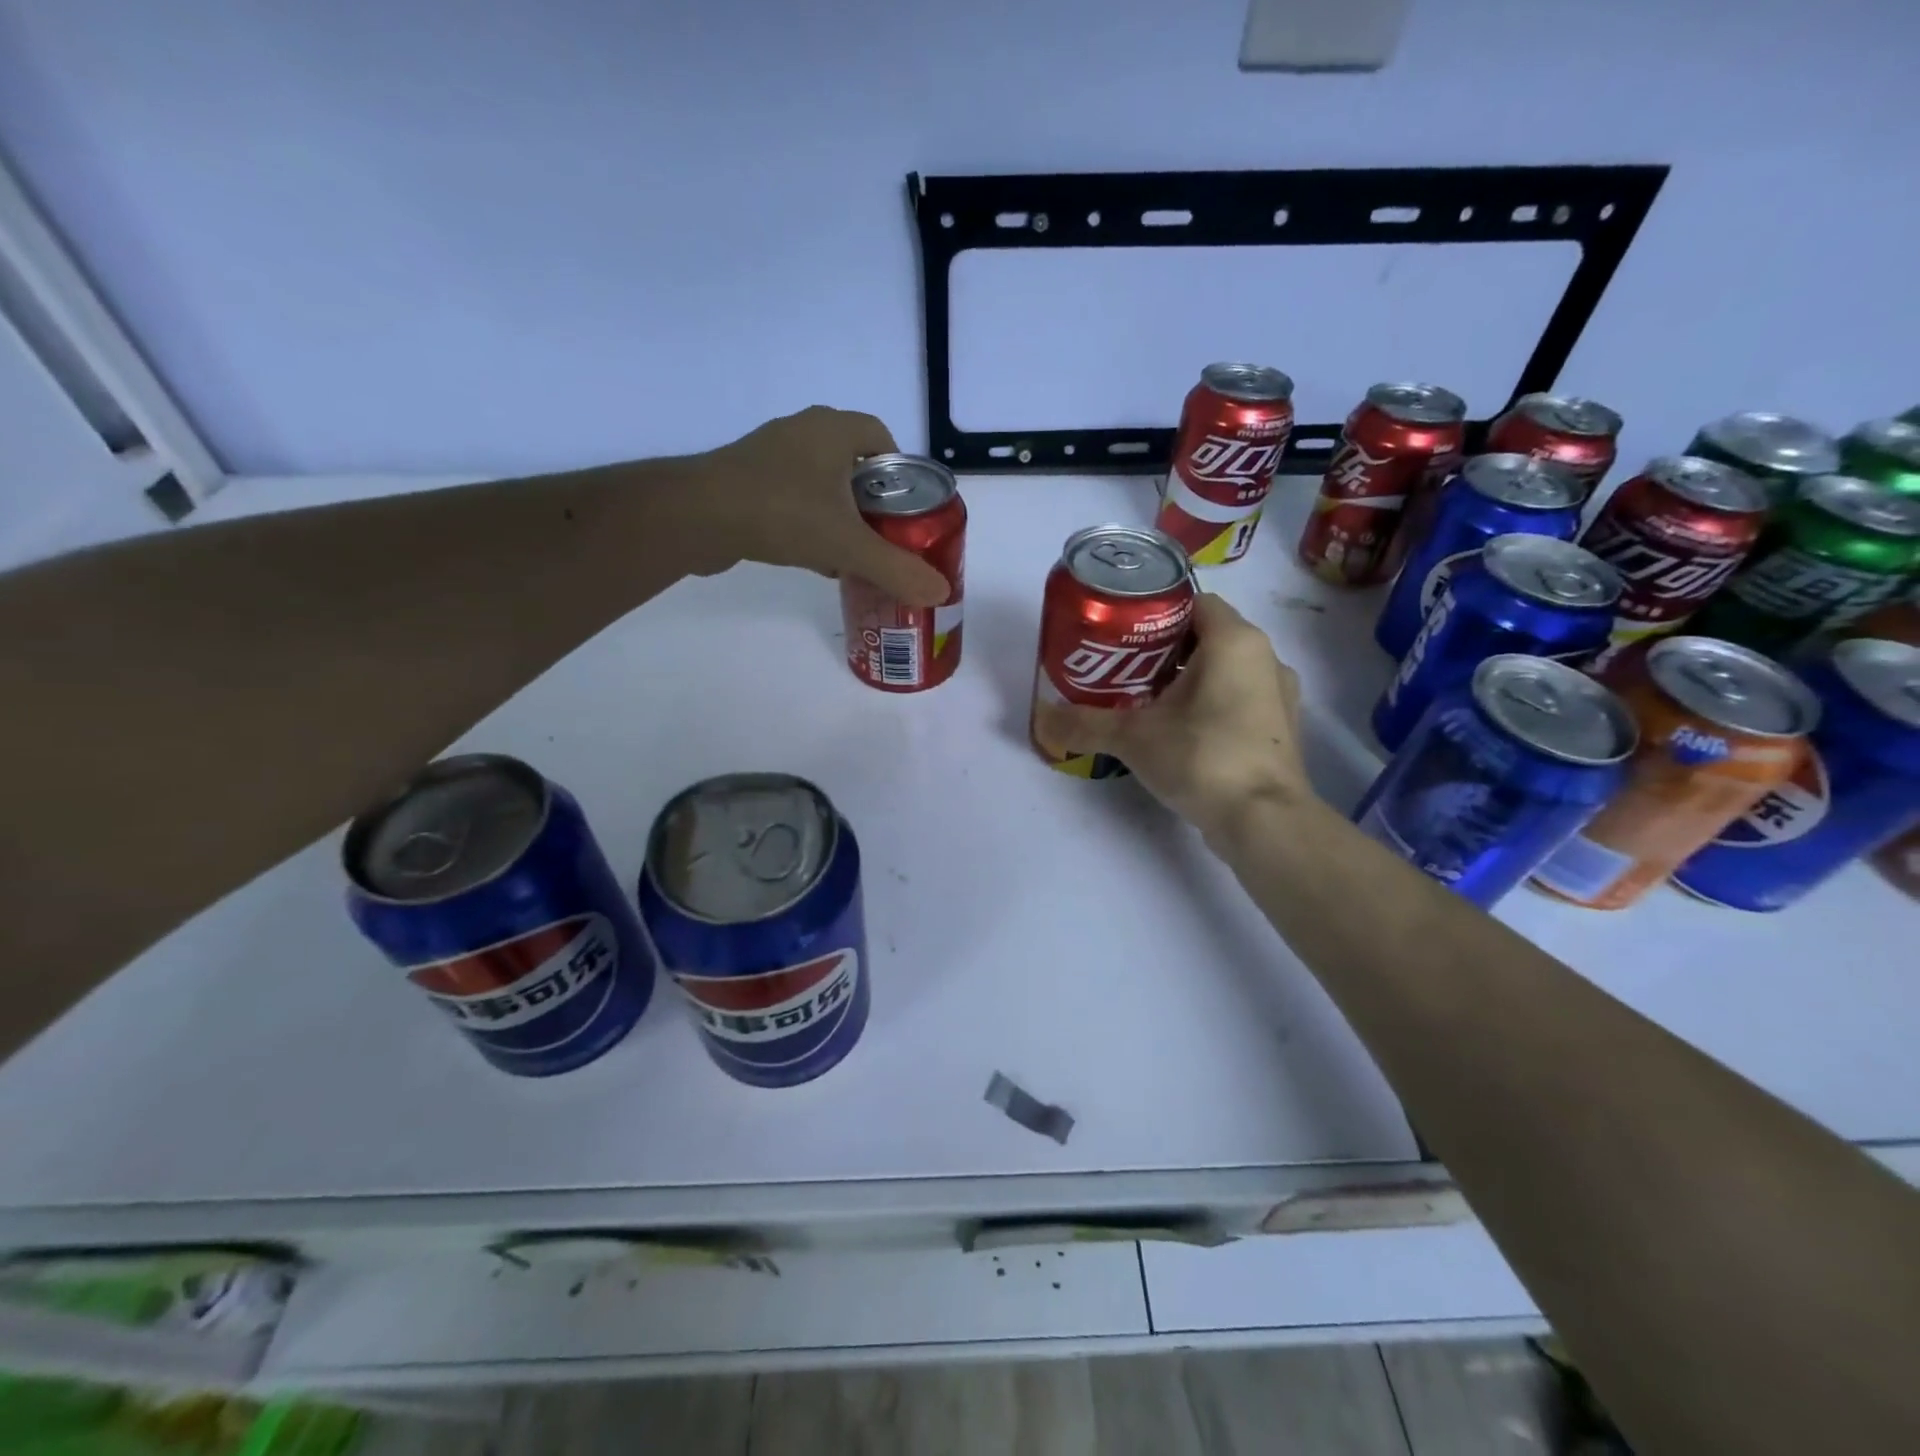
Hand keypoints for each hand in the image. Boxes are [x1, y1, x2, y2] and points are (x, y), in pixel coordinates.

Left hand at [683, 407, 949, 605]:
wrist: (696, 517)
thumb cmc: (781, 513)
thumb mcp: (848, 545)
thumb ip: (896, 569)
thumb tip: (941, 593)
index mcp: (832, 429)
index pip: (881, 436)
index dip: (900, 470)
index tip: (906, 508)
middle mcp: (801, 432)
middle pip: (853, 463)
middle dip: (872, 500)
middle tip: (885, 535)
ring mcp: (769, 455)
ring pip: (820, 483)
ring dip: (839, 515)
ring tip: (853, 553)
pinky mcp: (745, 481)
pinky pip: (792, 498)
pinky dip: (808, 523)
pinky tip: (814, 559)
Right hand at [1032, 594, 1309, 838]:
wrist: (1264, 822)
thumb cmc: (1203, 758)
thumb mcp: (1133, 737)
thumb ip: (1084, 723)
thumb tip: (1040, 718)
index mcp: (1235, 641)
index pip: (1193, 601)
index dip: (1154, 613)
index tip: (1120, 633)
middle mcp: (1265, 657)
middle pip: (1206, 635)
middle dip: (1163, 649)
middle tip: (1122, 668)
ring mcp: (1278, 694)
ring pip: (1224, 669)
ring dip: (1187, 678)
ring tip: (1145, 700)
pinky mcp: (1279, 728)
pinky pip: (1238, 698)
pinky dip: (1209, 704)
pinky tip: (1179, 731)